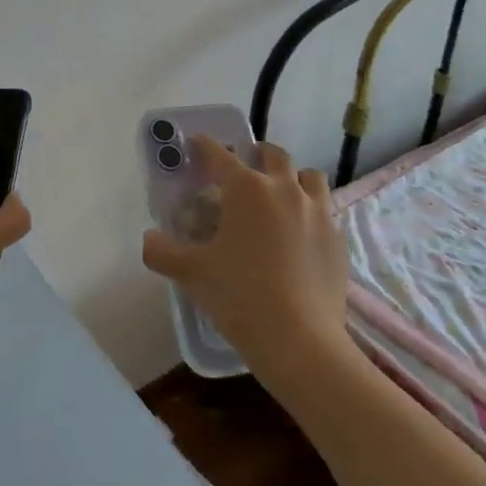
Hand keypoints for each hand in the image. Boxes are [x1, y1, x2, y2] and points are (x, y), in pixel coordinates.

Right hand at [142, 137, 349, 387]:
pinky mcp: (337, 238)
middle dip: (256, 154)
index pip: (219, 155)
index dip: (204, 146)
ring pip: (308, 177)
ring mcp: (317, 212)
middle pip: (273, 155)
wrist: (301, 342)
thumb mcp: (191, 274)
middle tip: (243, 169)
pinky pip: (325, 210)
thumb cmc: (240, 297)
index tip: (196, 144)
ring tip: (279, 196)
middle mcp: (284, 189)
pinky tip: (300, 235)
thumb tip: (148, 239)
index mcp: (246, 189)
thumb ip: (162, 252)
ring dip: (292, 178)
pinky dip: (311, 211)